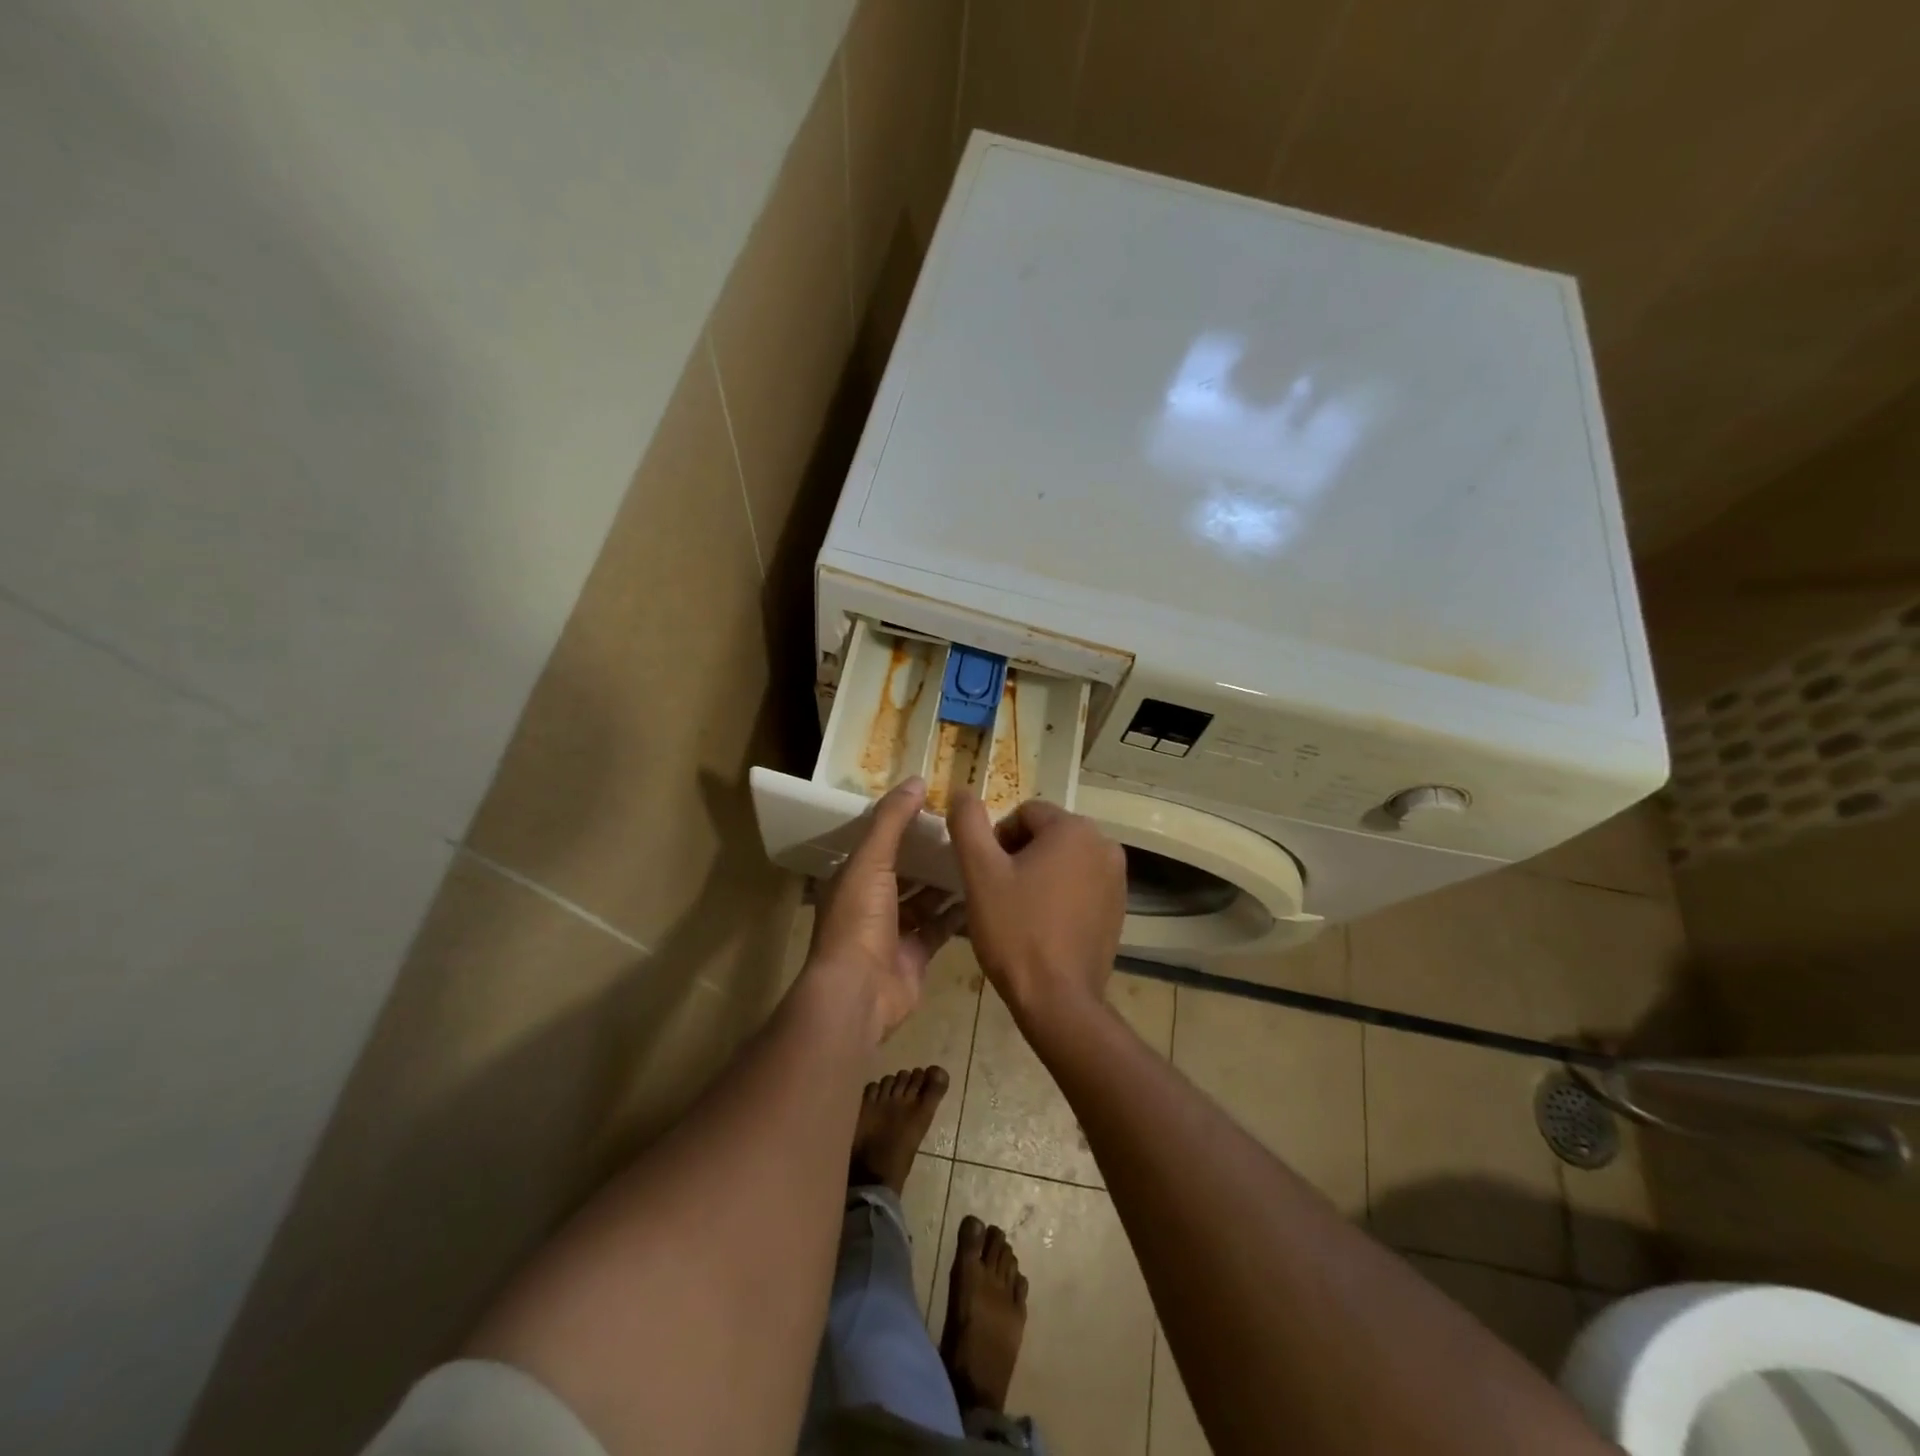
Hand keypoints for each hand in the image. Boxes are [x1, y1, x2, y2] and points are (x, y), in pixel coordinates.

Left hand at [806, 777, 960, 1042]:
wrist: (859, 992)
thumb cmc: (859, 920)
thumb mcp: (871, 860)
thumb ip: (892, 821)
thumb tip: (916, 780)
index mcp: (852, 878)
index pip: (879, 843)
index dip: (903, 824)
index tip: (935, 806)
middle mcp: (870, 903)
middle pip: (903, 871)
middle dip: (929, 853)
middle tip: (965, 831)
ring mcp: (893, 932)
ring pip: (923, 900)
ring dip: (945, 882)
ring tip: (979, 856)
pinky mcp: (915, 955)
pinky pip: (940, 928)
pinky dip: (958, 913)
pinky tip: (983, 893)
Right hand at [947, 794, 1126, 1036]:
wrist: (1058, 999)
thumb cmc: (1015, 930)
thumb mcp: (980, 872)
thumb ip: (968, 823)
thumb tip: (961, 790)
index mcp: (1074, 829)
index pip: (1024, 813)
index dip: (997, 840)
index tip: (987, 876)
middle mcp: (1104, 844)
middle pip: (1046, 834)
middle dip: (1019, 856)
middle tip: (999, 894)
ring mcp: (1116, 878)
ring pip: (1063, 860)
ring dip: (1039, 875)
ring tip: (1019, 911)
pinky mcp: (1118, 907)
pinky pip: (1080, 884)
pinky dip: (1060, 895)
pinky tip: (1043, 926)